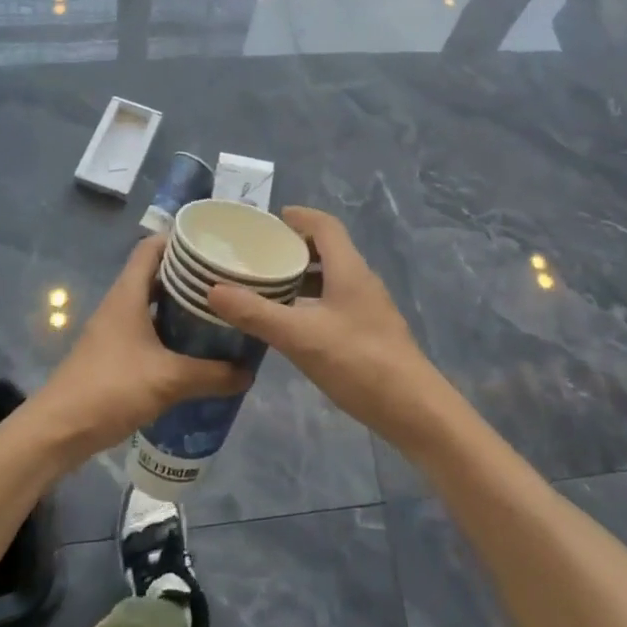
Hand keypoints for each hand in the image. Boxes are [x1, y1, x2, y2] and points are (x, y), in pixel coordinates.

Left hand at [34, 236, 250, 463]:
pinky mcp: (114, 354)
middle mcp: (121, 304)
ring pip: (153, 304)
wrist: (58, 431)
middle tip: (227, 281)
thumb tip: (249, 372)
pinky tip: (195, 349)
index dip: (180, 239)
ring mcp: (115, 329)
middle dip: (190, 275)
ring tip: (219, 312)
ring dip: (181, 306)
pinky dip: (171, 333)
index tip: (214, 244)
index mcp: (128, 294)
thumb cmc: (111, 389)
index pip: (152, 246)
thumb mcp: (169, 380)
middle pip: (156, 274)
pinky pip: (148, 330)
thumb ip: (212, 375)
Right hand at [207, 207, 447, 446]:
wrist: (414, 409)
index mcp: (348, 268)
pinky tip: (292, 324)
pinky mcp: (370, 332)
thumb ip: (256, 313)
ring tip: (268, 288)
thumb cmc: (358, 361)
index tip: (269, 221)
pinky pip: (336, 302)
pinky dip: (311, 302)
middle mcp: (361, 280)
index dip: (299, 217)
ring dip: (302, 277)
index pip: (324, 226)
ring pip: (331, 278)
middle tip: (259, 256)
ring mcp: (369, 308)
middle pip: (328, 249)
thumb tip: (212, 289)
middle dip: (294, 247)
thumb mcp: (300, 336)